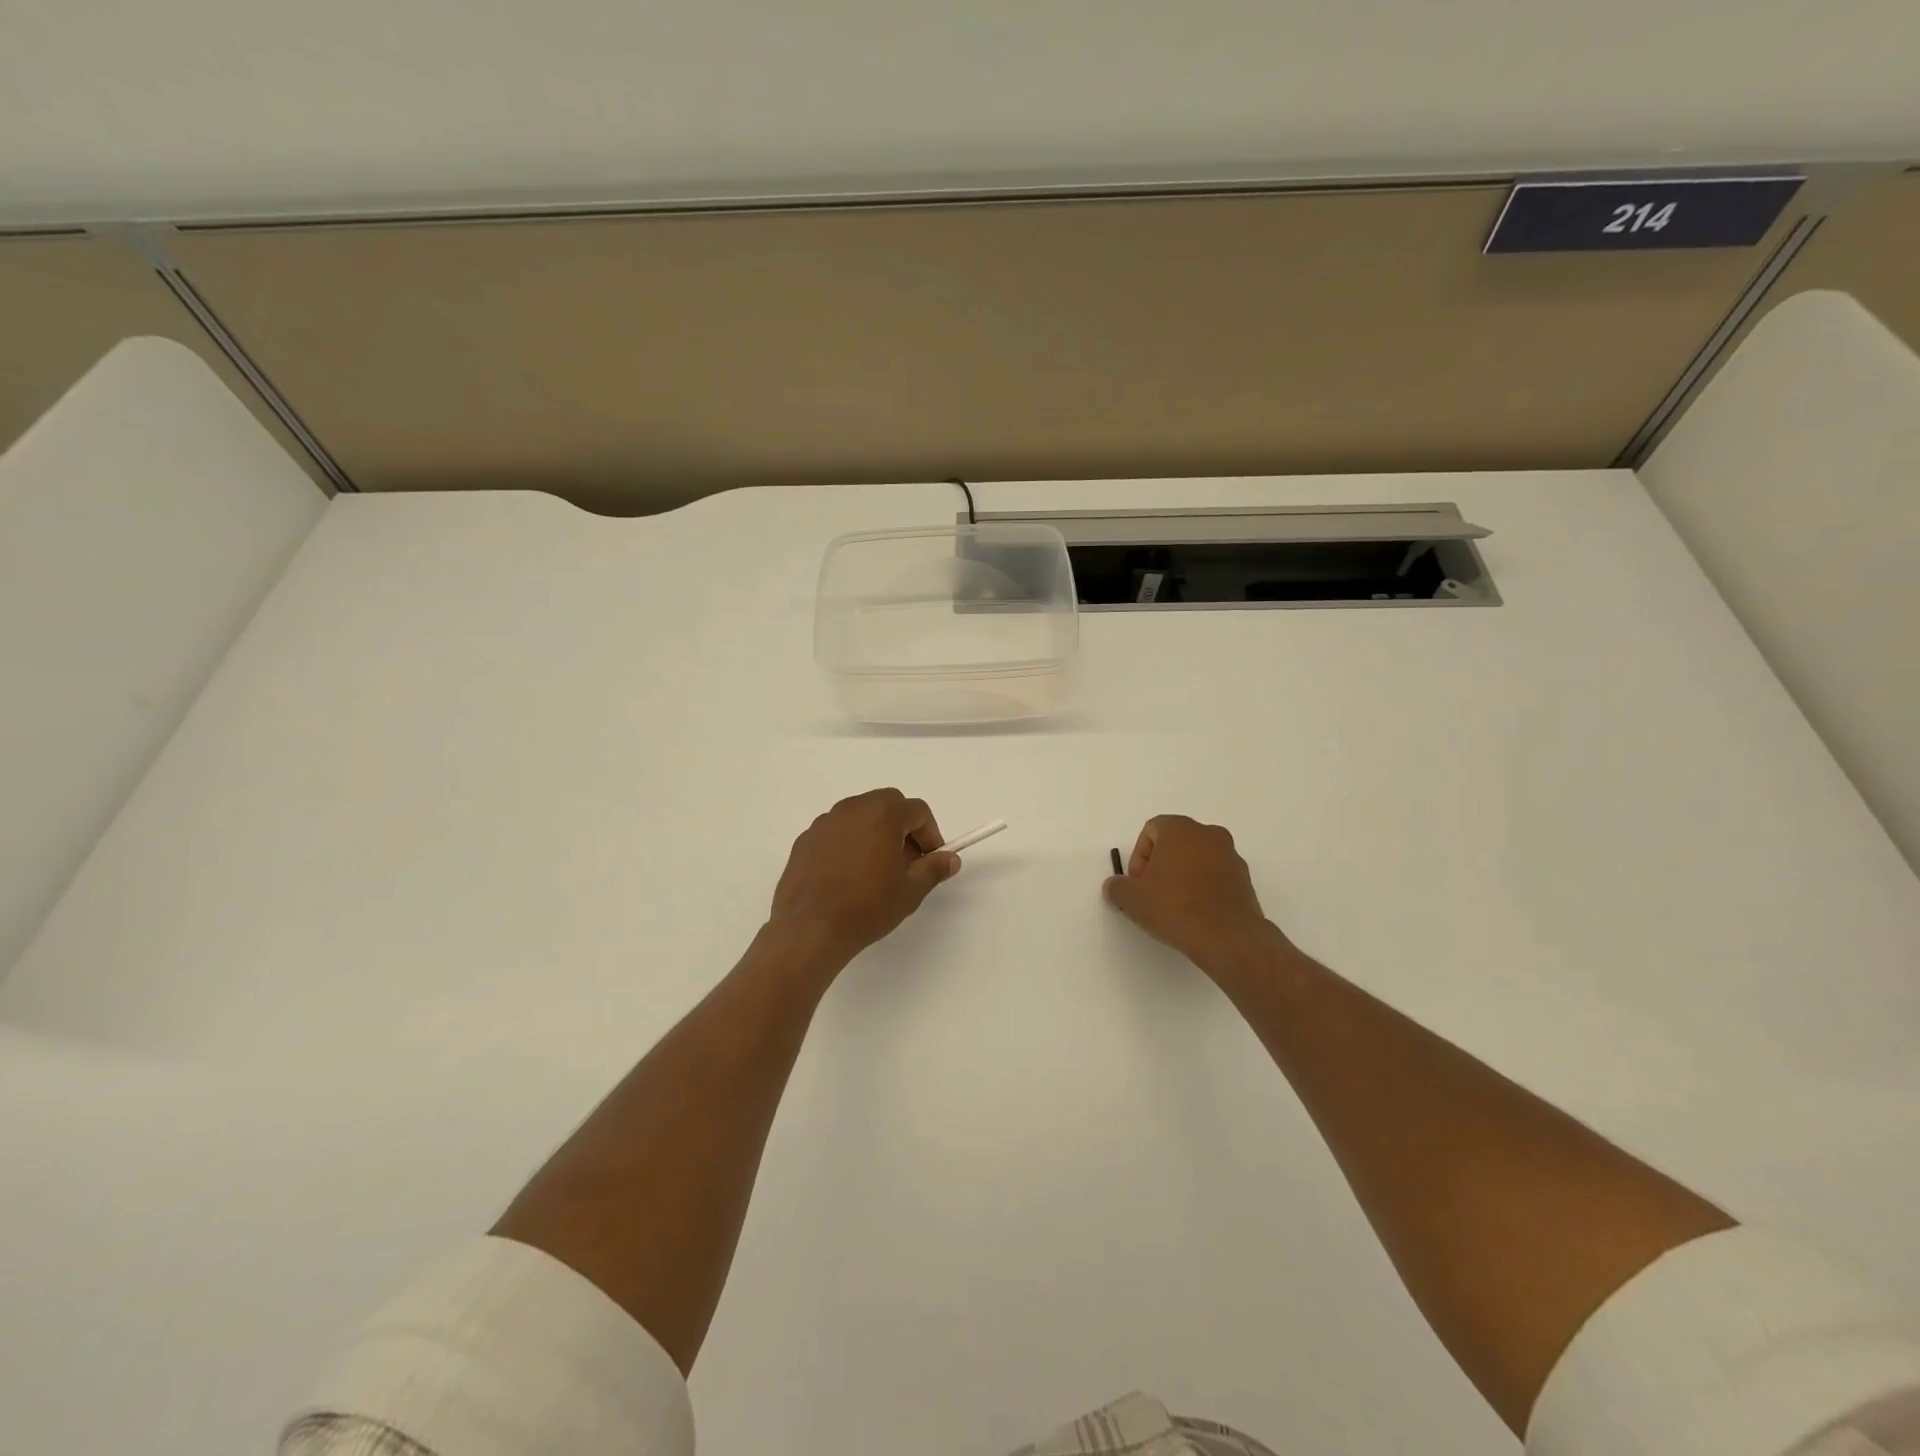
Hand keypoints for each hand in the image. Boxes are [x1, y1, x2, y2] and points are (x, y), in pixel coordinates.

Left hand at [768, 789, 959, 970]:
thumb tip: (951, 859)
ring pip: (860, 815)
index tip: (931, 859)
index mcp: (882, 814)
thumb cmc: (867, 907)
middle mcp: (852, 809)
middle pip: (888, 804)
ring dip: (875, 832)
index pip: (917, 810)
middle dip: (903, 827)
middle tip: (907, 861)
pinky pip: (836, 832)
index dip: (931, 833)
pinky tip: (848, 875)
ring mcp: (825, 822)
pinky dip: (849, 843)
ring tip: (877, 869)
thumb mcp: (910, 891)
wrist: (809, 929)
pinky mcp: (805, 840)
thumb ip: (934, 869)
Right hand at [1104, 815, 1282, 975]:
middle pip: (1176, 843)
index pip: (1151, 831)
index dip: (1138, 857)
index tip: (1138, 883)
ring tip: (1174, 906)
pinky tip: (1195, 913)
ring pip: (1197, 859)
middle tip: (1152, 892)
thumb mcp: (1132, 899)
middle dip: (1160, 865)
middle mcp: (1209, 834)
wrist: (1228, 937)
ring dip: (1183, 876)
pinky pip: (1216, 877)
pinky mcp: (1245, 880)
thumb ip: (1117, 887)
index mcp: (1180, 829)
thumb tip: (1115, 887)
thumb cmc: (1175, 906)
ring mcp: (1231, 856)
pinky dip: (1203, 888)